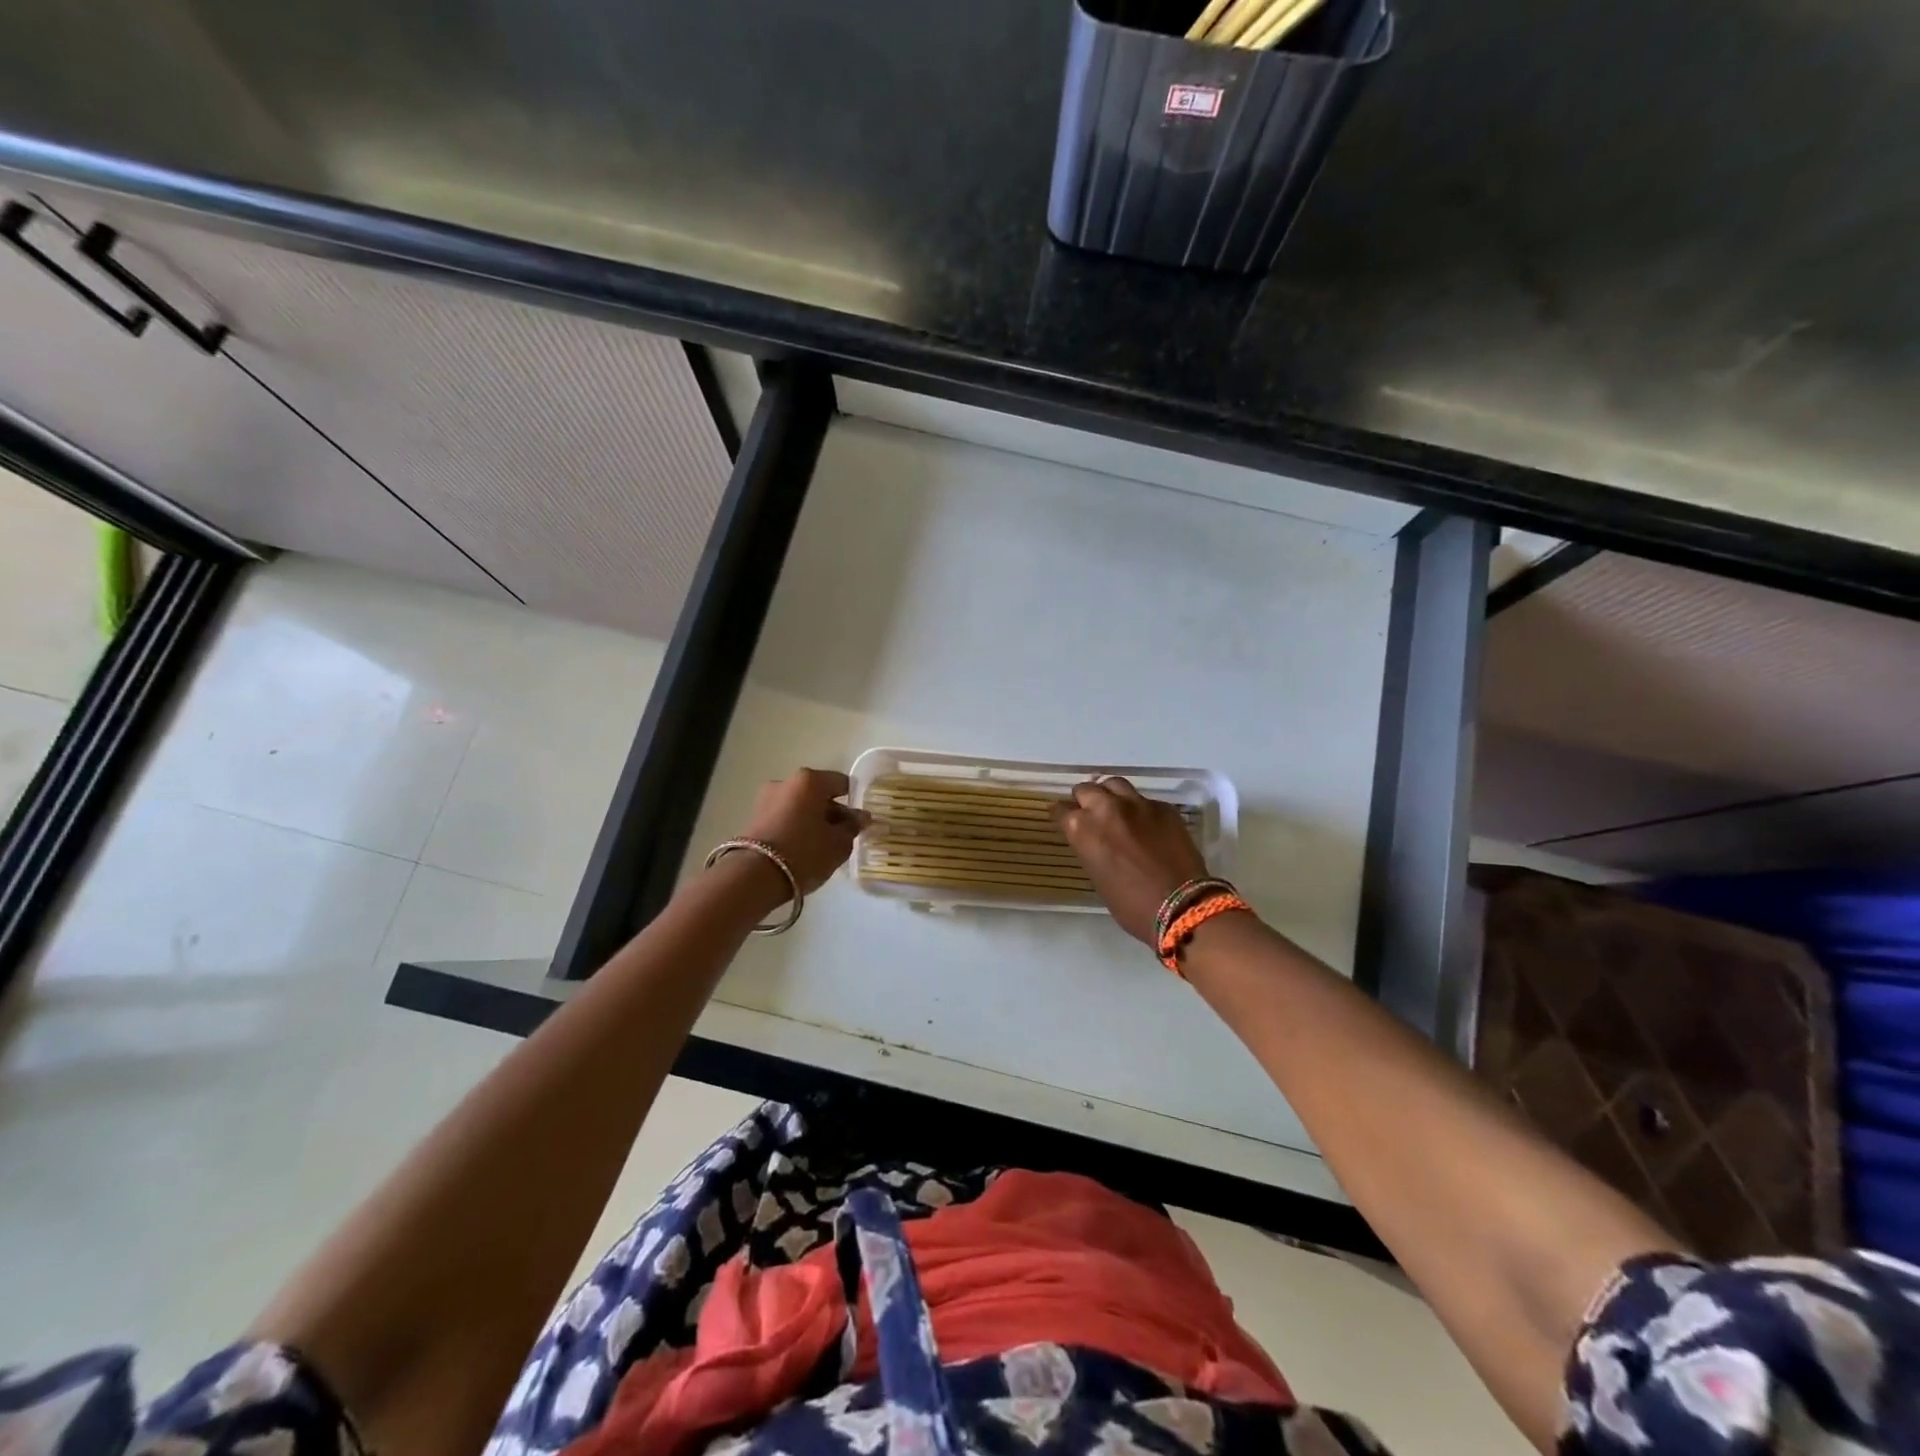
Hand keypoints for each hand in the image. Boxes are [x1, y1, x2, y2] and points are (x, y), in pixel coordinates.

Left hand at [737, 768, 869, 898]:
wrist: (754, 877)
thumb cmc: (805, 852)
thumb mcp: (839, 843)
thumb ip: (852, 827)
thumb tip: (860, 817)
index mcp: (810, 780)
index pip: (842, 783)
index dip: (855, 801)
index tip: (860, 821)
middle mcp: (786, 782)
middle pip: (818, 794)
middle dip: (832, 812)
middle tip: (843, 836)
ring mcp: (766, 799)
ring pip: (800, 806)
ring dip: (813, 820)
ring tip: (822, 846)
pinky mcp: (753, 818)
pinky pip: (784, 817)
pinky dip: (796, 827)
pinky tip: (803, 849)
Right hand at [1052, 778, 1208, 945]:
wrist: (1181, 906)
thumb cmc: (1131, 904)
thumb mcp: (1096, 876)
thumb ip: (1089, 848)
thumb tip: (1093, 840)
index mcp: (1082, 828)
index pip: (1061, 810)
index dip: (1063, 816)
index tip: (1067, 822)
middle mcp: (1105, 807)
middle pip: (1086, 789)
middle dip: (1085, 800)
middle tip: (1090, 814)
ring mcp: (1137, 804)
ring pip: (1114, 784)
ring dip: (1110, 795)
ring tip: (1115, 809)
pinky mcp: (1163, 807)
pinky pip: (1144, 800)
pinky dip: (1139, 809)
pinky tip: (1147, 825)